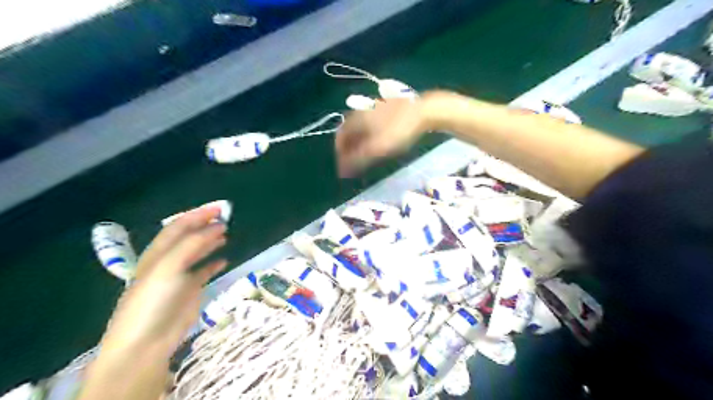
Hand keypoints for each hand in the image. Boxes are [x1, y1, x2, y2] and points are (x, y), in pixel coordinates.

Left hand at [100, 208, 226, 354]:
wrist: (146, 342)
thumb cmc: (153, 300)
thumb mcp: (169, 267)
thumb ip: (193, 244)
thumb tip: (218, 226)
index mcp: (158, 253)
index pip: (178, 226)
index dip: (197, 214)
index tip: (219, 208)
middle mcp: (168, 261)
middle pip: (188, 237)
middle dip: (205, 225)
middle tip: (226, 218)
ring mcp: (179, 276)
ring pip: (196, 252)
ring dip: (210, 241)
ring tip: (226, 234)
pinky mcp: (190, 291)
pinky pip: (204, 271)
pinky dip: (214, 263)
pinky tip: (224, 260)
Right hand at [337, 96, 434, 175]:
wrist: (423, 111)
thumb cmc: (397, 131)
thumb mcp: (376, 149)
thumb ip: (358, 160)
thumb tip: (342, 172)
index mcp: (355, 120)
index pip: (339, 137)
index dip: (339, 153)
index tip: (344, 166)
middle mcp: (361, 112)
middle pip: (349, 131)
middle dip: (349, 148)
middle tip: (354, 162)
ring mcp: (373, 108)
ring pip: (360, 127)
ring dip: (358, 142)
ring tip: (365, 155)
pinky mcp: (385, 108)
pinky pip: (370, 123)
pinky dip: (368, 135)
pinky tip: (377, 141)